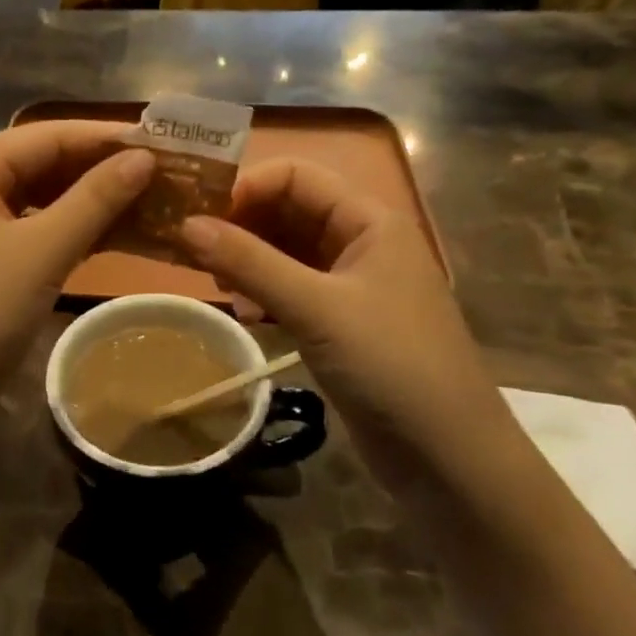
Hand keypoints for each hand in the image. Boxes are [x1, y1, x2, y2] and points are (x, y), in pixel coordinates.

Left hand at [0, 122, 152, 420]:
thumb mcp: (41, 253)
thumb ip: (94, 200)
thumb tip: (143, 157)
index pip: (44, 136)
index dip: (102, 137)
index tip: (158, 141)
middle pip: (39, 164)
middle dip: (98, 169)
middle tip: (160, 174)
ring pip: (36, 200)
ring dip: (87, 202)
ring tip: (146, 201)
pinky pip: (28, 231)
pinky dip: (66, 231)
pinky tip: (110, 235)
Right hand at [180, 158, 515, 482]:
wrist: (450, 460)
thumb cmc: (391, 365)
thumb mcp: (316, 308)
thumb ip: (249, 263)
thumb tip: (185, 224)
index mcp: (368, 219)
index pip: (297, 175)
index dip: (247, 185)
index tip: (199, 213)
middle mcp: (361, 241)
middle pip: (289, 209)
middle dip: (241, 223)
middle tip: (193, 248)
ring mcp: (352, 284)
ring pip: (287, 251)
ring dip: (248, 259)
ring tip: (214, 282)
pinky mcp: (342, 322)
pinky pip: (292, 288)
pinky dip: (263, 292)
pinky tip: (244, 312)